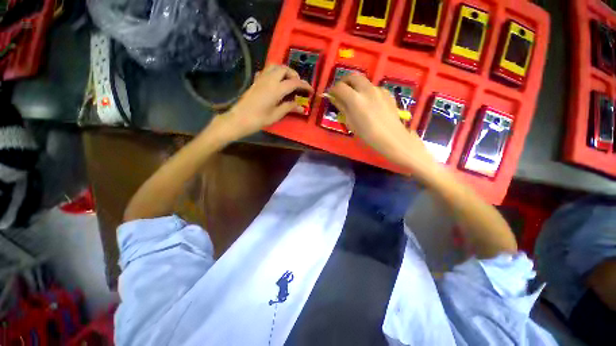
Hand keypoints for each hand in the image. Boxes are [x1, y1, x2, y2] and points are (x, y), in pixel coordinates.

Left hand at [214, 65, 312, 140]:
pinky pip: (266, 71)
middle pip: (284, 69)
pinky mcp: (255, 81)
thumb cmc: (259, 119)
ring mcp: (261, 78)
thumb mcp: (276, 115)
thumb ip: (289, 108)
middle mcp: (269, 79)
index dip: (304, 85)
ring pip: (275, 66)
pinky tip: (275, 82)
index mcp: (276, 89)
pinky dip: (274, 73)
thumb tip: (301, 107)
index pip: (294, 82)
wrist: (239, 119)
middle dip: (294, 74)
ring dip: (284, 71)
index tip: (311, 90)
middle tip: (298, 85)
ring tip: (288, 81)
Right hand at [328, 74, 436, 173]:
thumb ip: (342, 107)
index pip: (339, 87)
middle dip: (344, 81)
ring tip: (356, 98)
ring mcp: (378, 89)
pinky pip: (374, 88)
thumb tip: (334, 98)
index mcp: (355, 99)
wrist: (391, 136)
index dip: (333, 89)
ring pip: (364, 81)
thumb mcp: (350, 122)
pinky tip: (369, 103)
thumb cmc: (367, 134)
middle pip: (352, 76)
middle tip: (341, 90)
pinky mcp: (387, 92)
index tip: (331, 94)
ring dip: (356, 86)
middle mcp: (367, 89)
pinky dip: (367, 92)